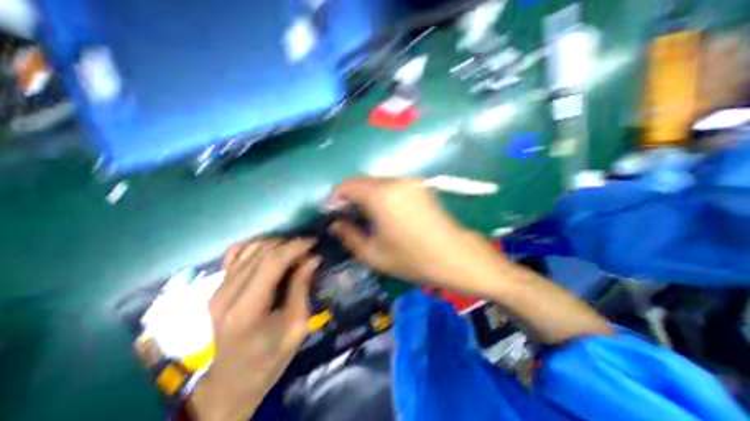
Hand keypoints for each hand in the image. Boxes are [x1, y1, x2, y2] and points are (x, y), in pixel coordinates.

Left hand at [191, 238, 318, 420]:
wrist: (233, 379)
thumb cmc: (271, 357)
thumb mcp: (297, 326)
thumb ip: (302, 288)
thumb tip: (312, 258)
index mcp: (246, 309)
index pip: (272, 262)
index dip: (295, 246)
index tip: (314, 242)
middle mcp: (226, 294)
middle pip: (261, 252)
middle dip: (289, 244)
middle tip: (307, 251)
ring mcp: (218, 289)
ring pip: (249, 248)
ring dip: (275, 243)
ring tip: (293, 250)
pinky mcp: (217, 287)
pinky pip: (236, 253)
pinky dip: (256, 246)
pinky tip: (271, 251)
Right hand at [328, 176, 508, 294]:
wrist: (455, 256)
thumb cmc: (413, 259)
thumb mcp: (374, 254)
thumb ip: (349, 235)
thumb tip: (336, 224)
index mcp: (381, 196)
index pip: (348, 185)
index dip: (335, 197)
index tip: (332, 212)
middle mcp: (395, 181)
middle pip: (362, 181)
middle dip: (350, 196)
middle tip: (346, 216)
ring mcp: (410, 182)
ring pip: (377, 182)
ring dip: (366, 195)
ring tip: (364, 216)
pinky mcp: (420, 186)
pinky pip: (391, 185)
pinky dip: (380, 195)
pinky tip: (383, 212)